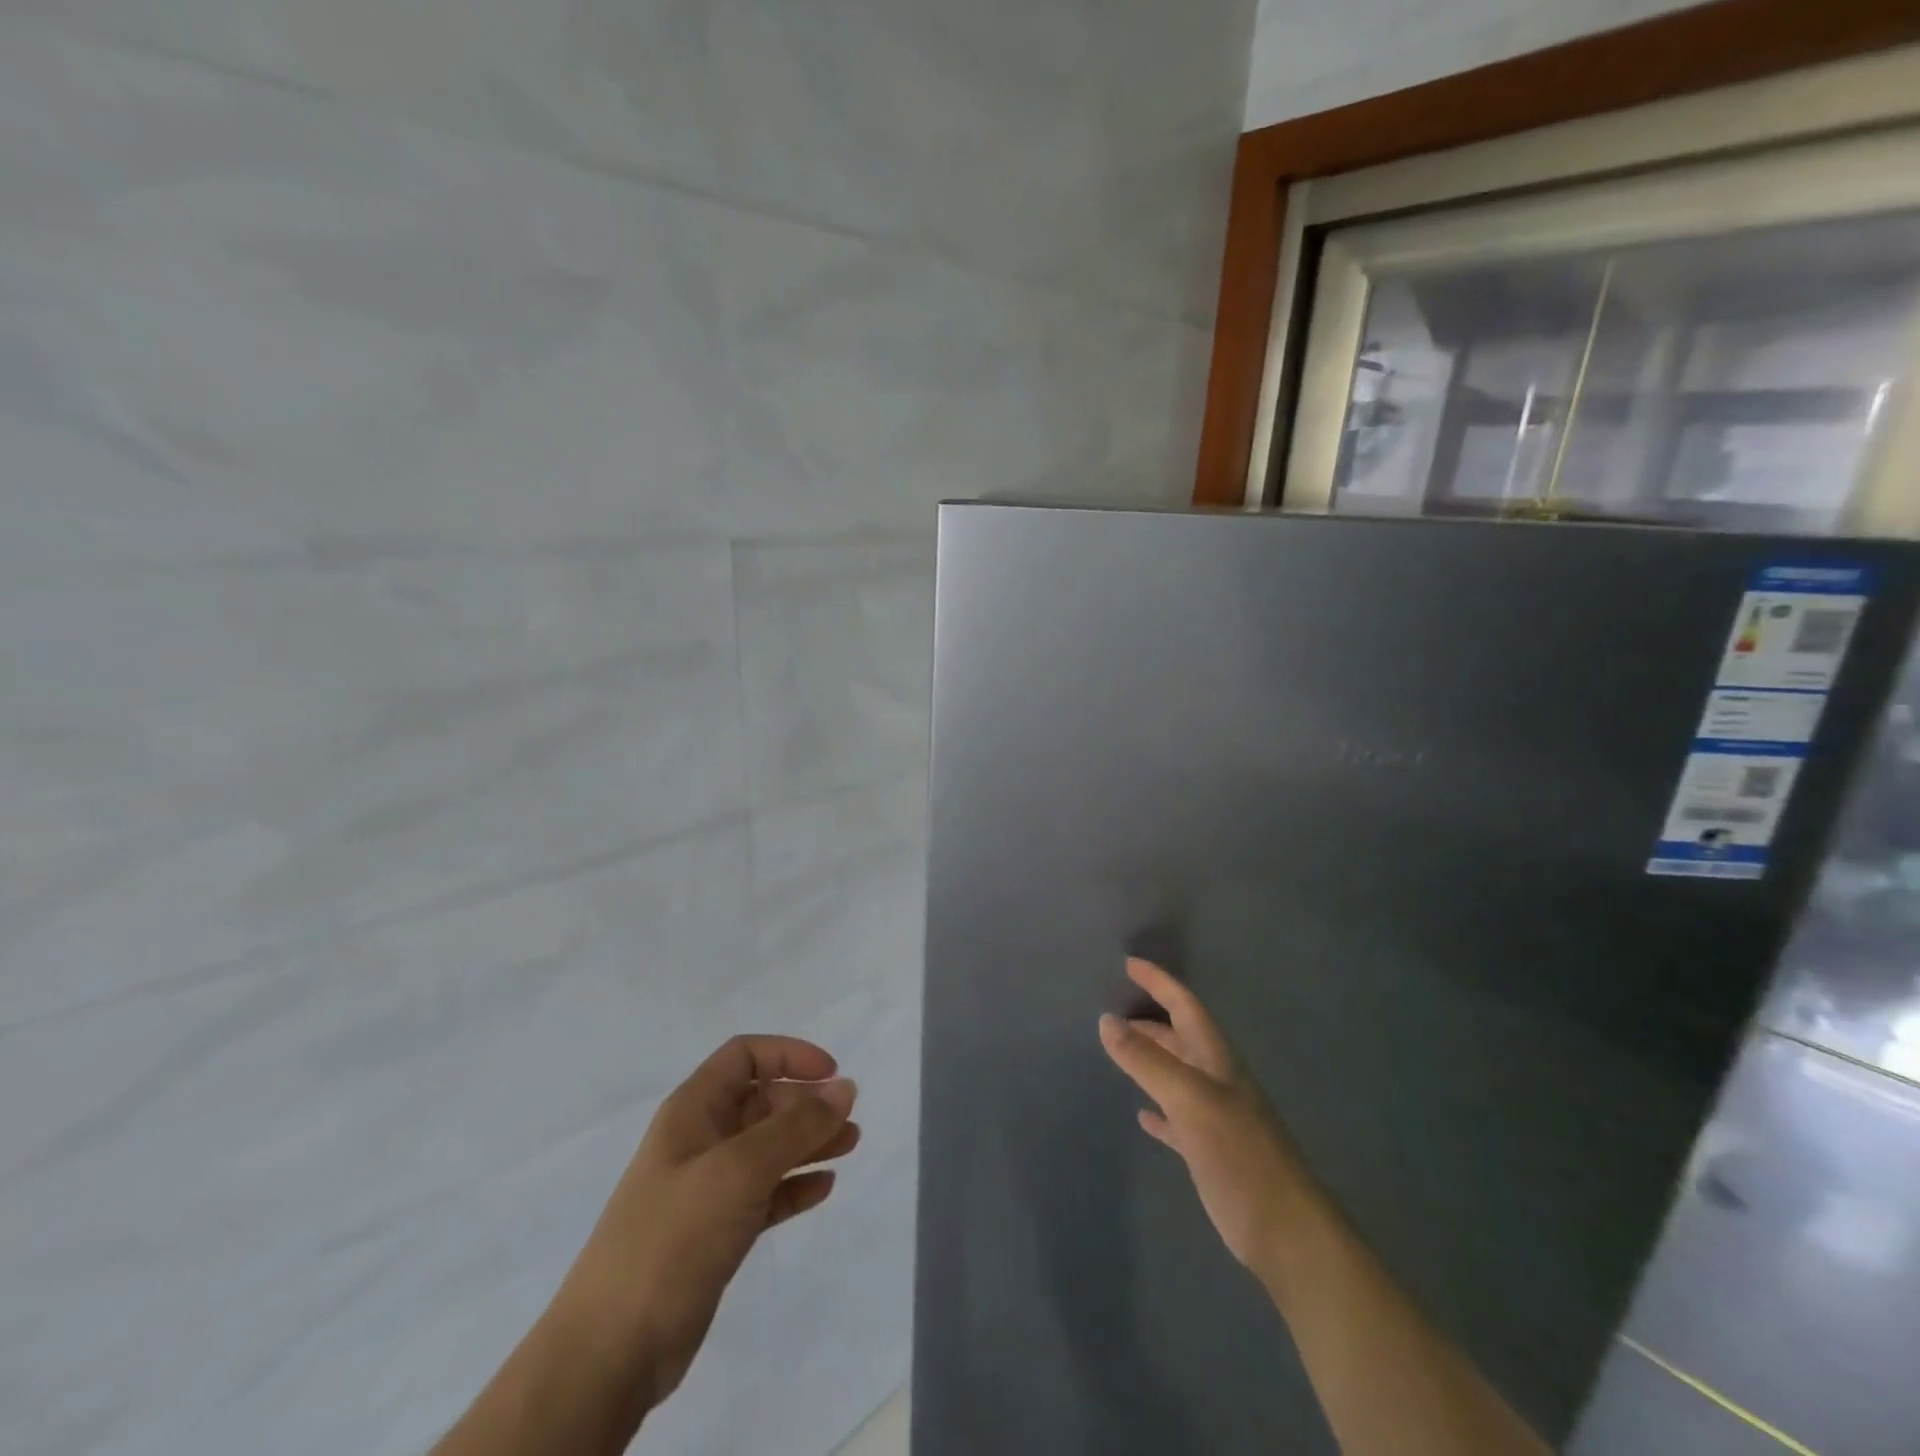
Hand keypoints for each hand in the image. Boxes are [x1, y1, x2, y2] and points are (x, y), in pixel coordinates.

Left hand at [554, 1036, 859, 1409]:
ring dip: (809, 1142)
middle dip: (807, 1103)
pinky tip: (823, 1189)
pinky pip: (765, 1193)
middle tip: (849, 1121)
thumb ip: (795, 1127)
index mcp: (693, 1110)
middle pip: (762, 1101)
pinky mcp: (716, 1232)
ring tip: (851, 1146)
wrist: (610, 1352)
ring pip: (768, 1148)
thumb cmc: (673, 1238)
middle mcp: (701, 1140)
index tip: (831, 1074)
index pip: (745, 1056)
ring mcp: (707, 1188)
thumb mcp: (738, 1170)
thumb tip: (844, 1088)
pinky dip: (794, 1185)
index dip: (789, 1055)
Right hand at [1099, 958, 1315, 1274]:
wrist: (1286, 1231)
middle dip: (1149, 1018)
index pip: (1185, 1005)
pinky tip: (1141, 1115)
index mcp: (1215, 1060)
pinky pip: (1176, 1118)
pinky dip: (1157, 1109)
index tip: (1128, 964)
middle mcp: (1215, 1080)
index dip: (1159, 982)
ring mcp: (1214, 1116)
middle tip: (1110, 1007)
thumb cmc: (1240, 1155)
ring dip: (1150, 1058)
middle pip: (1179, 1036)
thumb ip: (1147, 1060)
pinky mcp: (1209, 1151)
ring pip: (1176, 1073)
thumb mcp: (1190, 1099)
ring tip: (1116, 1049)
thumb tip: (1105, 1020)